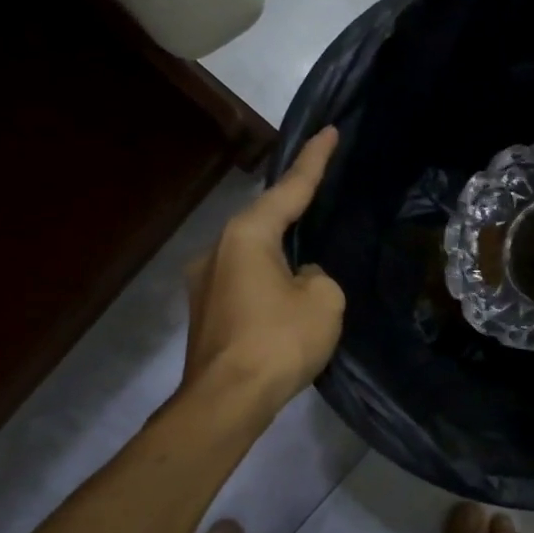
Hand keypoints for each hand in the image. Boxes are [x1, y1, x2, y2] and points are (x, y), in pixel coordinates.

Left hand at [182, 126, 345, 415]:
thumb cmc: (279, 341)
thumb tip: (299, 278)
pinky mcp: (204, 313)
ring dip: (280, 260)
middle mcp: (217, 249)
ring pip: (253, 257)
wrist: (227, 401)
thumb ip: (318, 276)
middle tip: (321, 207)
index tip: (330, 131)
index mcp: (247, 235)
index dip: (315, 160)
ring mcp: (203, 283)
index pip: (289, 188)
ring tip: (308, 277)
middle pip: (265, 222)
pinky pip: (245, 285)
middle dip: (294, 216)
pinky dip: (267, 287)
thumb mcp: (323, 301)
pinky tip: (285, 308)